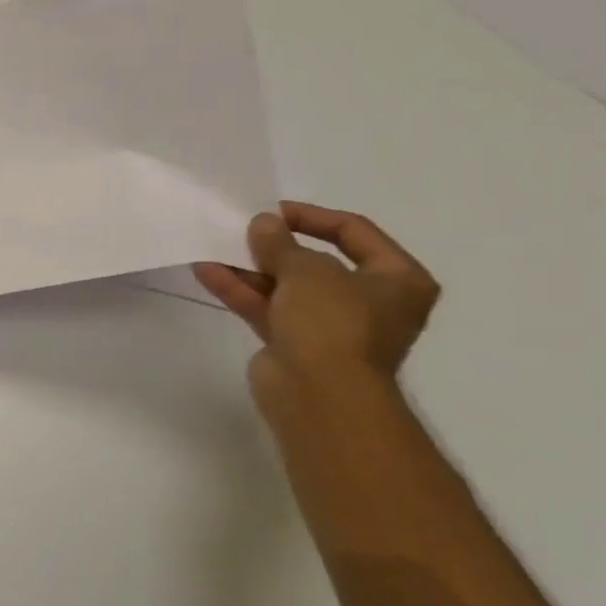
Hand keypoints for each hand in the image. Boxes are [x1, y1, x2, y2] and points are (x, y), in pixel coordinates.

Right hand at [193, 202, 440, 412]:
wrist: (319, 394)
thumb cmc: (333, 323)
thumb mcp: (308, 270)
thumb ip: (281, 244)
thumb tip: (263, 223)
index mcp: (397, 279)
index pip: (355, 233)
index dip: (312, 217)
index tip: (273, 211)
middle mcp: (369, 302)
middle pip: (317, 262)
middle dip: (276, 247)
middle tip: (244, 230)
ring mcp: (329, 326)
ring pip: (286, 288)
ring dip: (251, 269)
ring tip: (215, 248)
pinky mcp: (294, 345)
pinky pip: (267, 309)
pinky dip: (241, 292)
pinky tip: (208, 272)